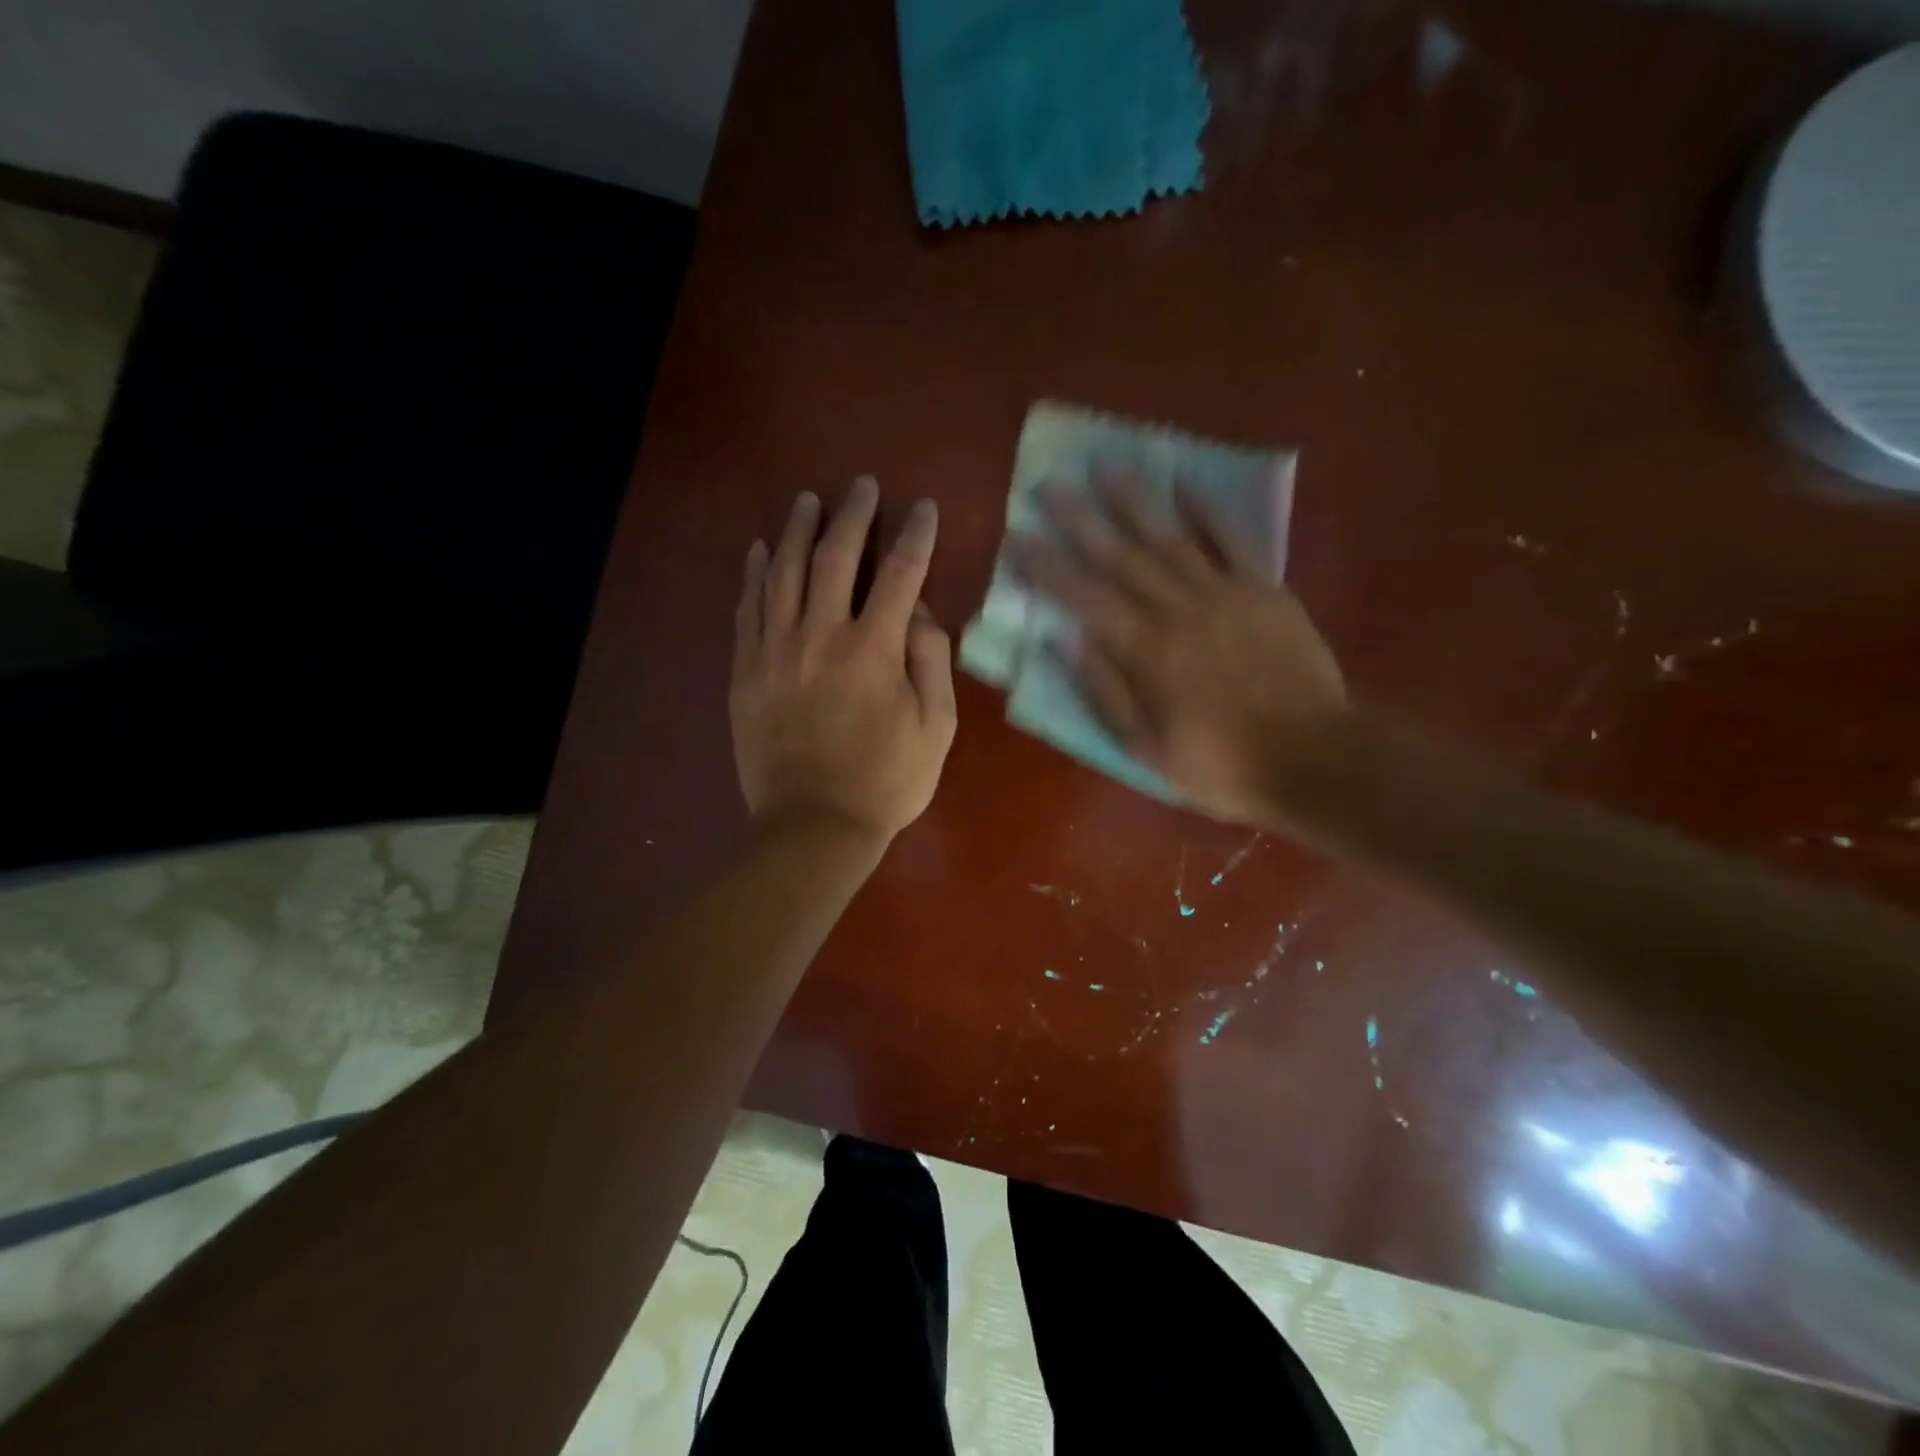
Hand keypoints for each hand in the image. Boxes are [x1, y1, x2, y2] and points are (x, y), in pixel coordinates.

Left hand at [731, 477, 957, 843]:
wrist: (813, 827)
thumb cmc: (887, 782)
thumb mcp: (936, 727)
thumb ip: (931, 661)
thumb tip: (917, 612)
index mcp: (874, 649)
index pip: (900, 574)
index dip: (914, 536)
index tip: (922, 508)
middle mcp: (821, 635)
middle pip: (835, 557)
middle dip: (852, 514)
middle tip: (861, 486)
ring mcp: (775, 651)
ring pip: (783, 572)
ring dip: (797, 529)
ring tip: (806, 499)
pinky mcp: (745, 671)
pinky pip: (747, 609)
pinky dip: (753, 574)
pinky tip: (759, 549)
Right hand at [1006, 475, 1348, 823]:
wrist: (1315, 758)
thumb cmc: (1221, 764)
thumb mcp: (1147, 748)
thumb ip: (1105, 691)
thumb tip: (1066, 640)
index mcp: (1145, 651)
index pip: (1083, 598)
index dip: (1046, 568)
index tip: (1017, 539)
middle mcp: (1177, 610)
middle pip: (1120, 556)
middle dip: (1080, 519)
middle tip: (1050, 484)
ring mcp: (1224, 594)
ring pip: (1169, 537)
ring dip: (1134, 500)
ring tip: (1107, 465)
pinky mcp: (1264, 590)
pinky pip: (1232, 541)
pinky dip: (1208, 510)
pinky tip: (1184, 483)